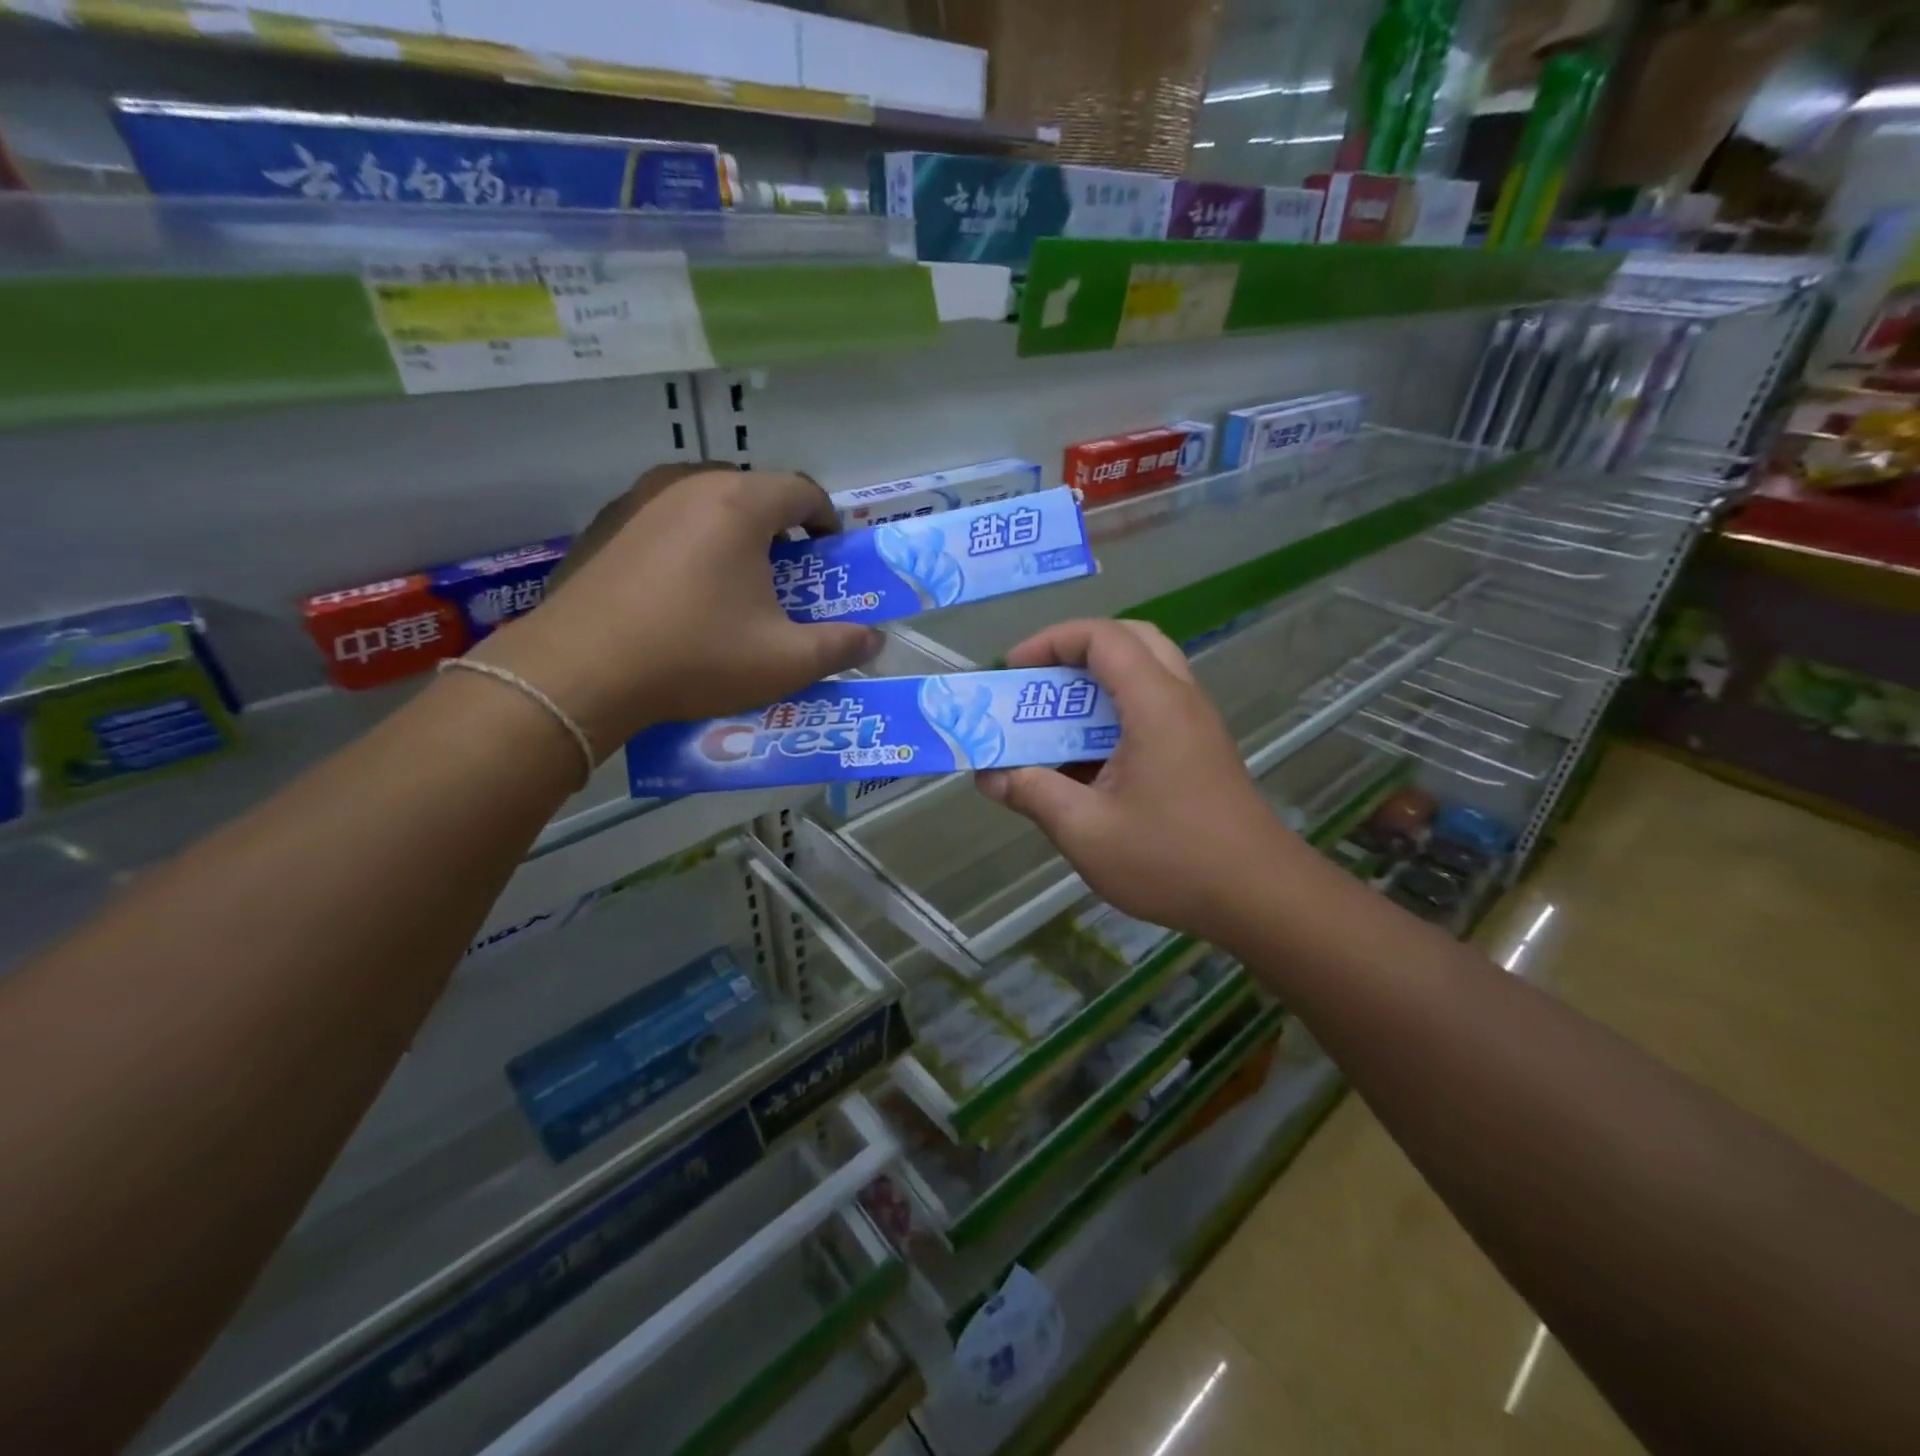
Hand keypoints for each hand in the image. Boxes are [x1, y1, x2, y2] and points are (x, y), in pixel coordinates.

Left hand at [475, 464, 881, 754]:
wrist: (578, 673)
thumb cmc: (695, 657)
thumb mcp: (785, 661)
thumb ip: (840, 647)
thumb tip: (874, 640)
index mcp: (740, 504)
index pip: (802, 489)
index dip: (827, 520)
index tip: (831, 554)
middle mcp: (688, 484)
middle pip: (753, 491)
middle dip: (779, 528)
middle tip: (786, 575)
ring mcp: (637, 500)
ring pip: (705, 502)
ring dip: (731, 533)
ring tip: (734, 581)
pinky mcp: (602, 526)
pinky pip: (663, 520)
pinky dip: (687, 543)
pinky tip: (679, 591)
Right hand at [975, 619, 1303, 946]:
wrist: (1260, 897)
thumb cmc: (1171, 859)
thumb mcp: (1086, 831)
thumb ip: (1033, 794)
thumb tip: (990, 777)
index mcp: (1155, 703)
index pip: (1102, 636)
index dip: (1050, 641)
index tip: (1013, 671)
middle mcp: (1181, 699)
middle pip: (1130, 641)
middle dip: (1076, 651)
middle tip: (1040, 684)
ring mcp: (1196, 724)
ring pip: (1145, 673)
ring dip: (1097, 685)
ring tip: (1056, 721)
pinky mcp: (1202, 751)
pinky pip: (1154, 708)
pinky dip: (1116, 714)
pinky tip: (1090, 761)